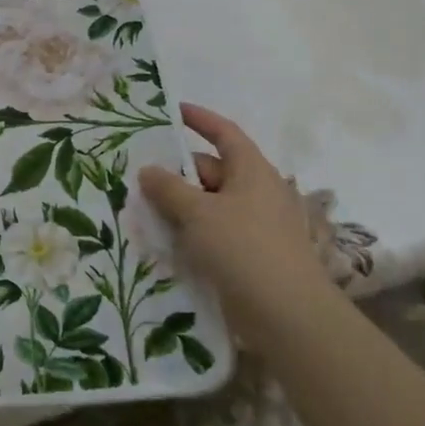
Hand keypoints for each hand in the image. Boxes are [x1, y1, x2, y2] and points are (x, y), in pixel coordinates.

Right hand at [138, 103, 332, 337]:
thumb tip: (148, 170)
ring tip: (142, 208)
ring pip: (210, 203)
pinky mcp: (251, 254)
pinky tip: (165, 240)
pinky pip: (214, 231)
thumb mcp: (197, 212)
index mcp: (252, 171)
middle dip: (177, 171)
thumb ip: (168, 187)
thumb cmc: (243, 248)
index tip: (171, 111)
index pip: (224, 133)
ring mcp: (256, 225)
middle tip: (138, 175)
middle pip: (212, 170)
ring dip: (180, 205)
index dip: (199, 119)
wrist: (287, 314)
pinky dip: (191, 230)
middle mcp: (257, 192)